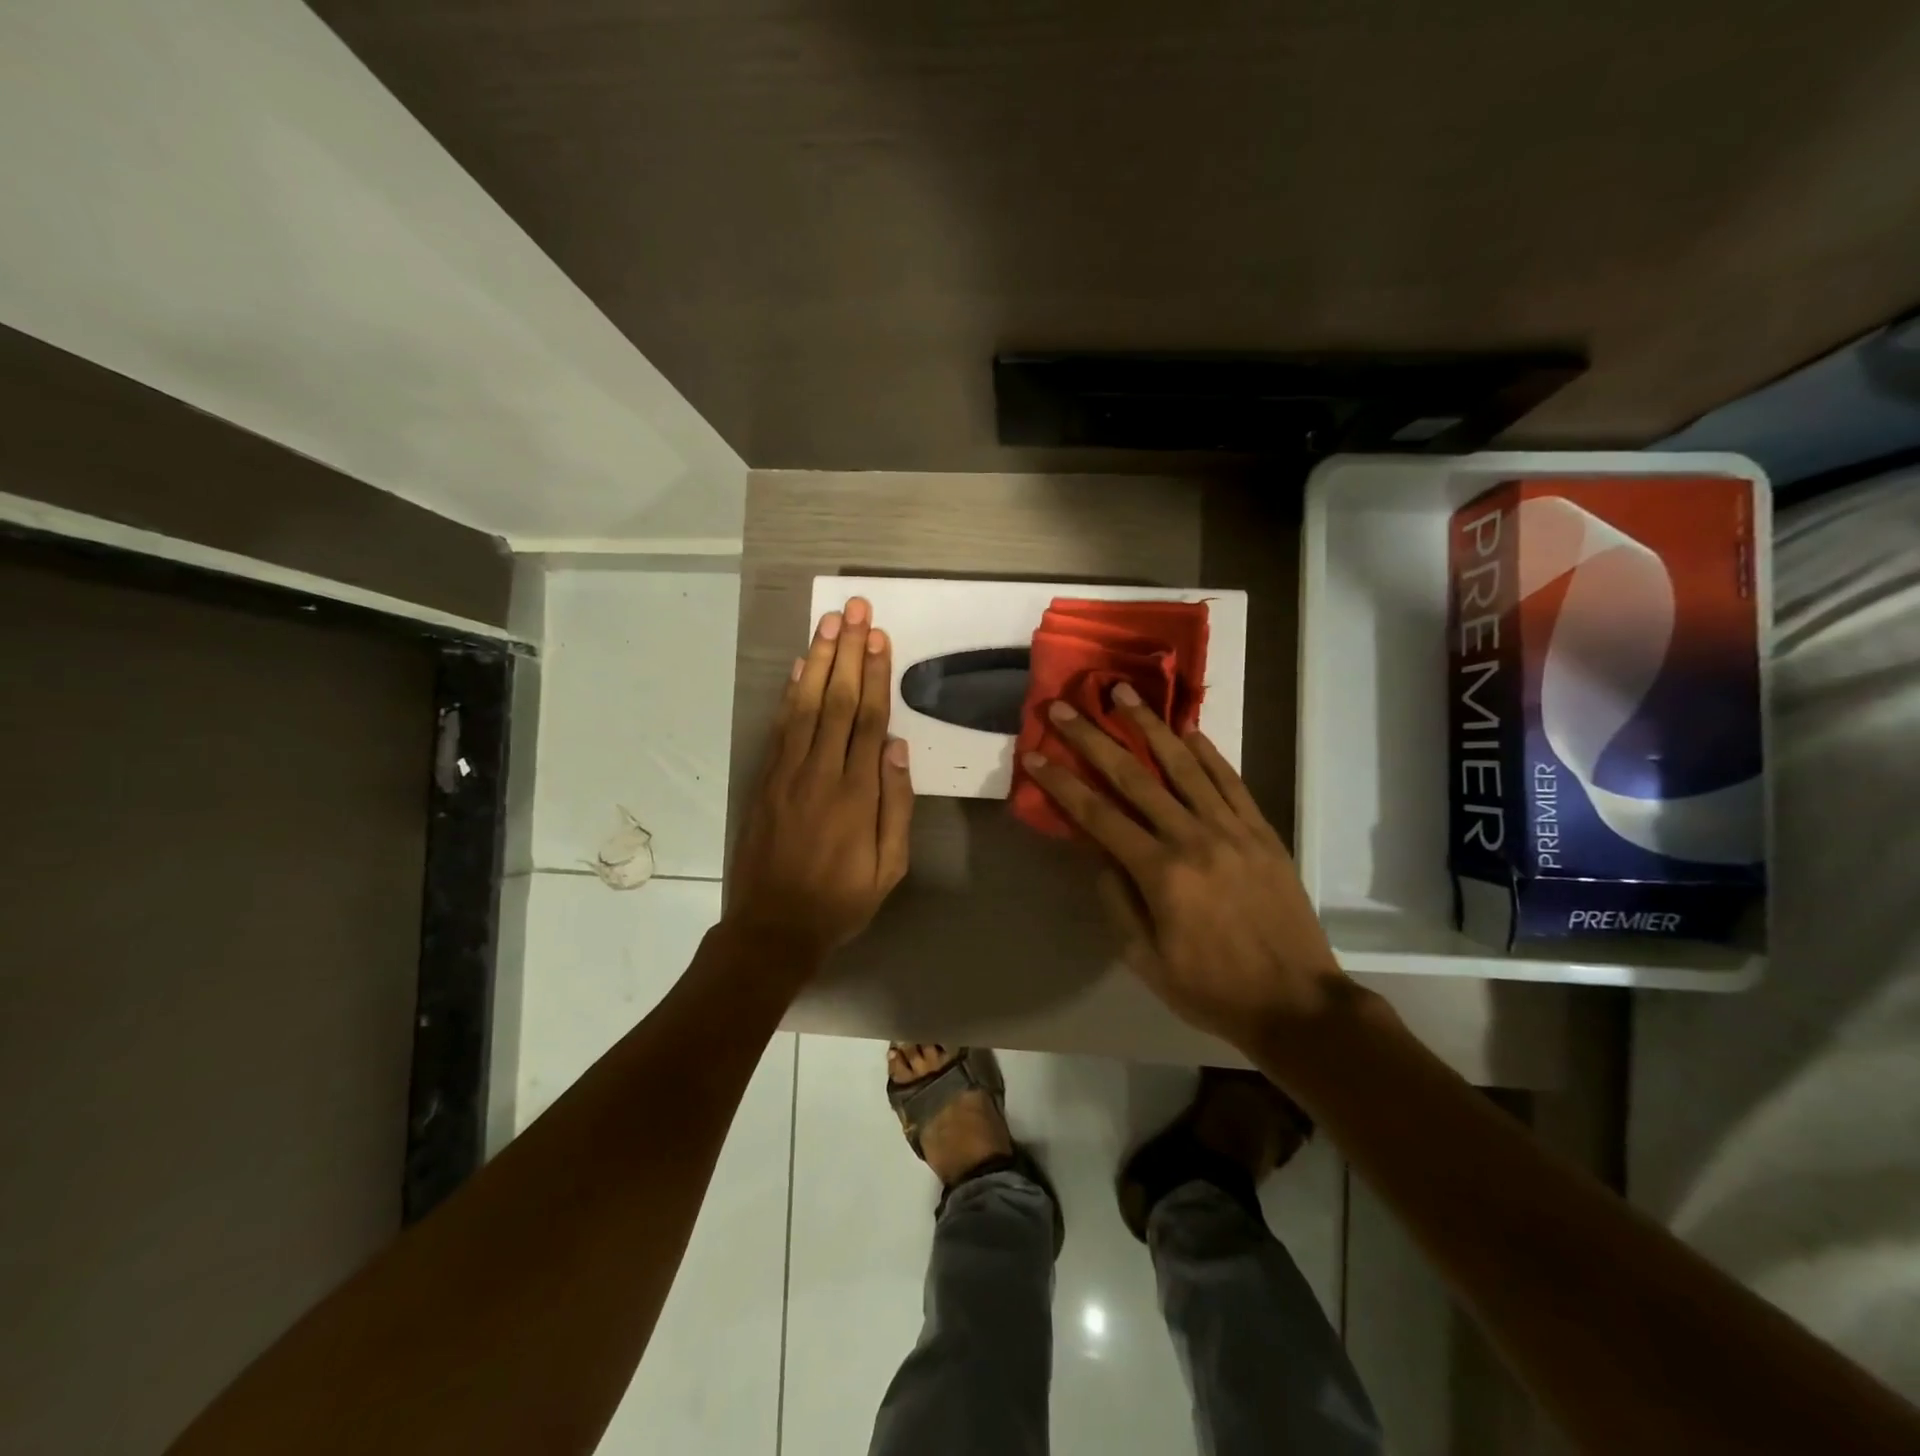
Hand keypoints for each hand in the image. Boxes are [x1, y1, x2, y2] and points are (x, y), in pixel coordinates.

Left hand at [725, 597, 914, 966]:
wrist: (772, 927)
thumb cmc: (841, 900)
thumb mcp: (889, 866)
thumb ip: (895, 804)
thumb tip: (898, 747)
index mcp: (855, 793)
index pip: (868, 720)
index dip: (874, 675)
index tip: (878, 637)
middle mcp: (820, 772)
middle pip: (836, 700)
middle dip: (847, 652)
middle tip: (854, 610)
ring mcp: (787, 773)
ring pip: (805, 705)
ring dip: (817, 661)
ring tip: (828, 623)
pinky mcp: (765, 780)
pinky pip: (780, 727)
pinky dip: (789, 693)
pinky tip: (799, 668)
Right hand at [1022, 687, 1351, 1049]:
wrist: (1298, 1003)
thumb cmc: (1212, 989)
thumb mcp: (1146, 961)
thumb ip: (1117, 903)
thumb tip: (1099, 857)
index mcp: (1160, 873)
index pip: (1098, 815)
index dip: (1062, 783)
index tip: (1035, 755)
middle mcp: (1193, 838)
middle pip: (1134, 777)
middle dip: (1093, 739)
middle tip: (1066, 708)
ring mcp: (1232, 829)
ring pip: (1184, 765)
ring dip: (1150, 727)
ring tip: (1124, 694)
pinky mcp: (1261, 830)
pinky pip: (1230, 780)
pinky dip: (1207, 752)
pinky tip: (1188, 730)